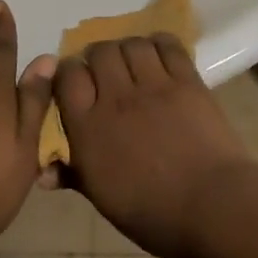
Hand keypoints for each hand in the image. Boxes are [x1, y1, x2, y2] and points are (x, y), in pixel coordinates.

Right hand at [54, 35, 257, 257]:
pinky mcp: (187, 82)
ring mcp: (154, 86)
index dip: (69, 74)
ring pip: (131, 44)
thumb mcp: (102, 199)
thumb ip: (73, 175)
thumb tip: (44, 172)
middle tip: (105, 74)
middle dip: (97, 57)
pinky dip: (159, 44)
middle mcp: (116, 98)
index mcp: (88, 128)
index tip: (75, 85)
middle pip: (99, 51)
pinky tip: (158, 55)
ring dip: (127, 49)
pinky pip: (168, 46)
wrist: (214, 208)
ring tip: (133, 64)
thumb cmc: (153, 213)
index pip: (67, 76)